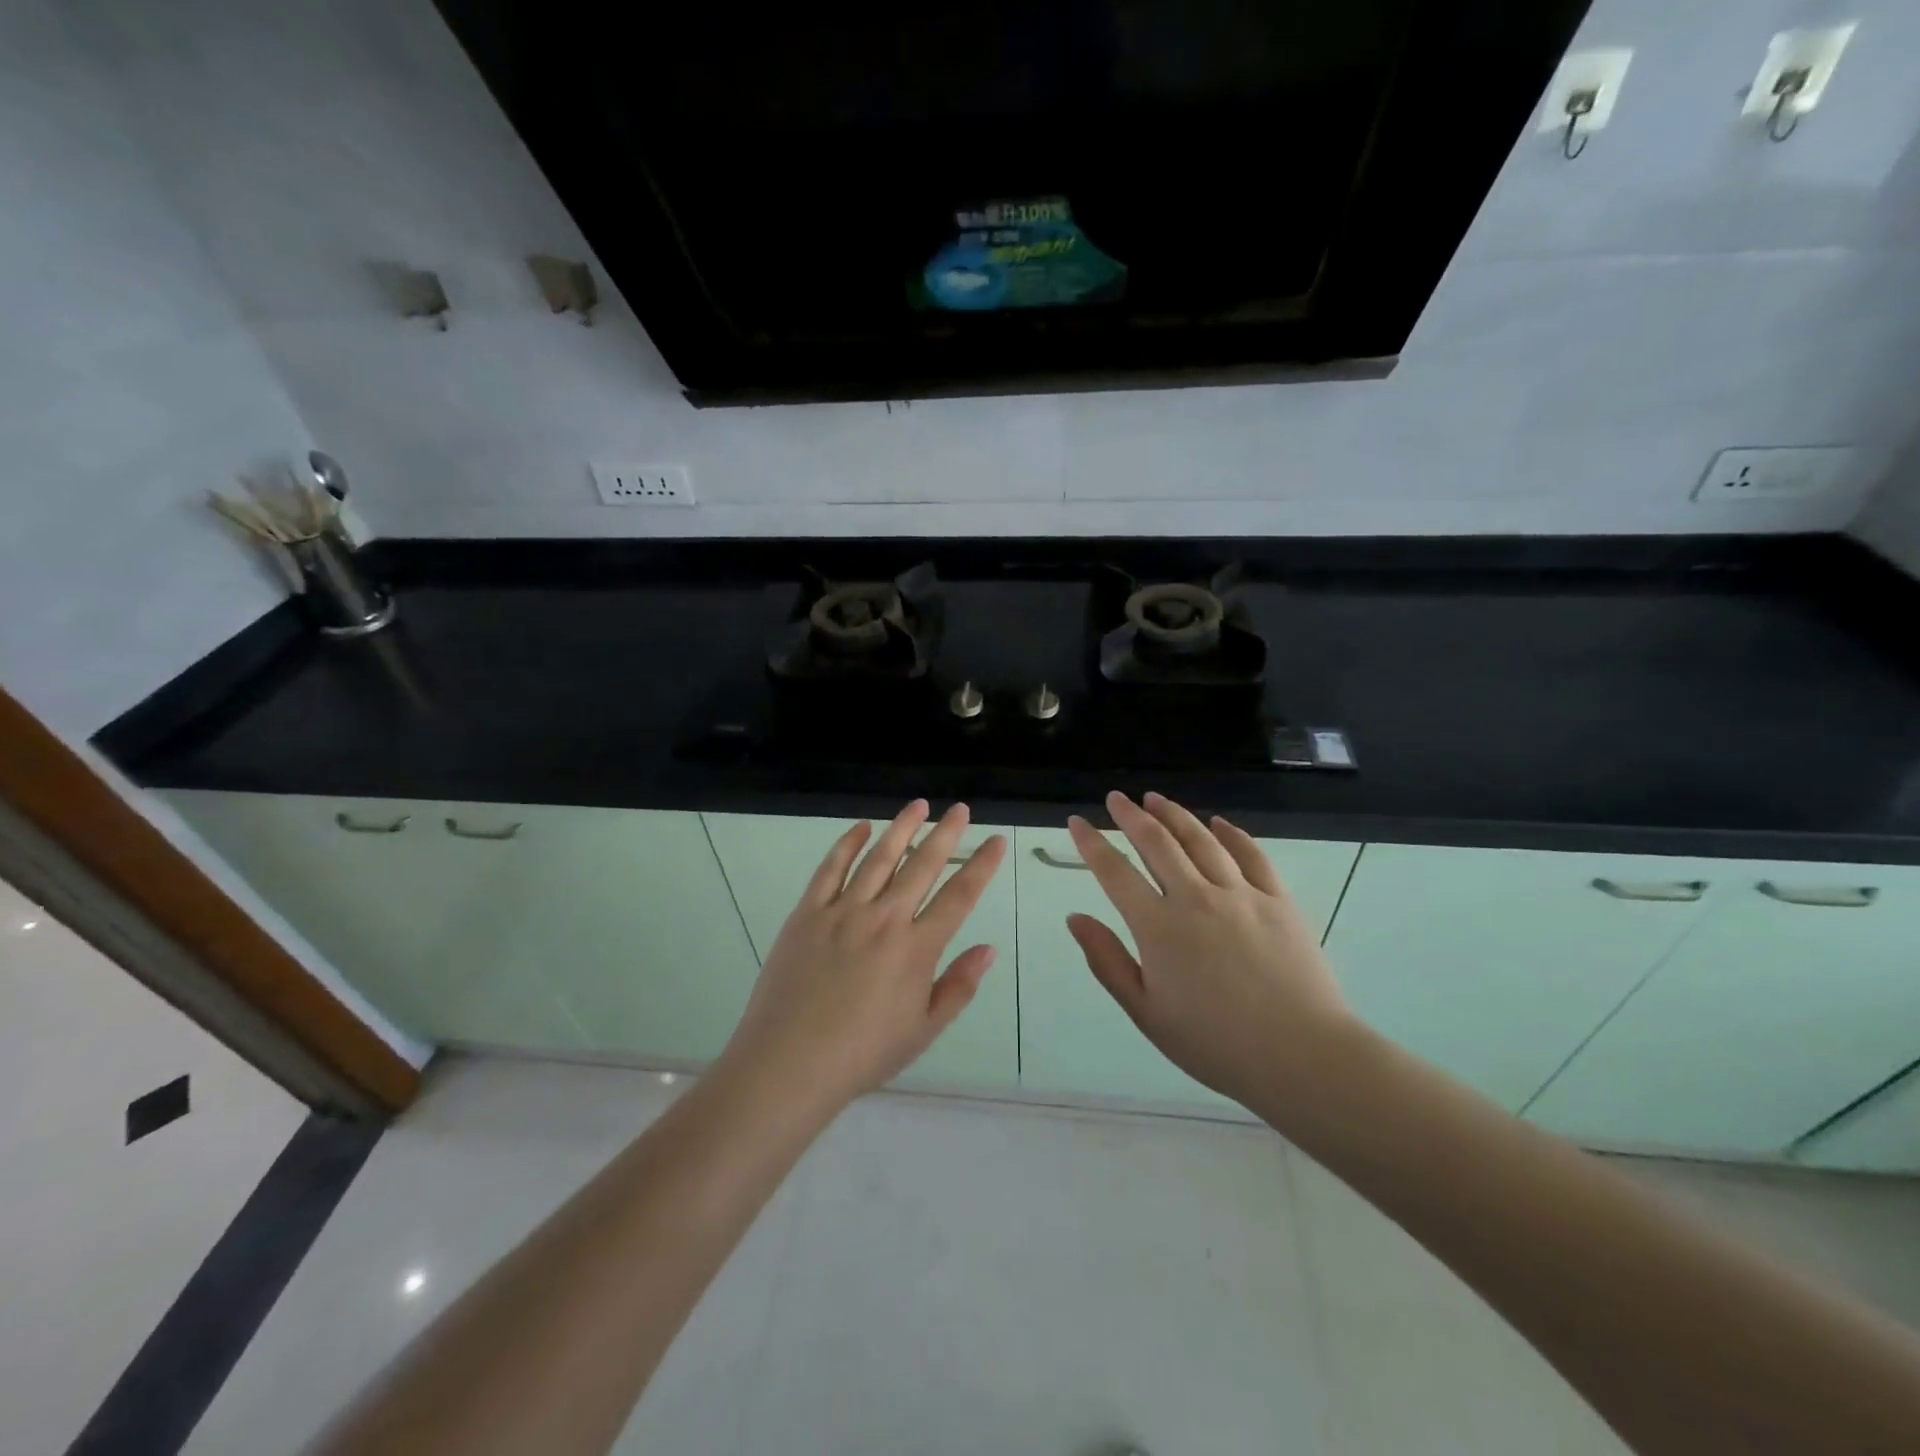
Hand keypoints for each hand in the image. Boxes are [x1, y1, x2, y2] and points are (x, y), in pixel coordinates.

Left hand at [719, 800, 1006, 1114]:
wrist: (789, 1063)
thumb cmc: (862, 1054)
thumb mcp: (923, 1030)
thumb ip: (959, 986)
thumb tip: (989, 948)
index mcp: (917, 948)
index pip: (960, 896)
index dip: (981, 865)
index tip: (996, 840)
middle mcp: (885, 918)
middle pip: (922, 866)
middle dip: (946, 834)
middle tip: (960, 809)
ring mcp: (843, 911)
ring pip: (879, 857)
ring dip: (902, 828)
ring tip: (918, 805)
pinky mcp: (807, 913)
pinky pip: (831, 868)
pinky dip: (847, 844)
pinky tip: (861, 828)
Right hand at [1066, 791, 1354, 1112]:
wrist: (1301, 1056)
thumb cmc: (1214, 1043)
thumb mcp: (1146, 1012)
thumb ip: (1107, 961)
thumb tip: (1075, 918)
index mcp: (1158, 927)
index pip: (1115, 871)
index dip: (1092, 843)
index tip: (1077, 822)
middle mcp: (1195, 897)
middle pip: (1157, 843)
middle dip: (1131, 815)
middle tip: (1117, 798)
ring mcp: (1241, 894)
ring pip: (1201, 840)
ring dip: (1175, 815)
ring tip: (1156, 799)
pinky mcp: (1278, 900)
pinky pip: (1251, 855)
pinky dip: (1231, 834)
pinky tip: (1218, 823)